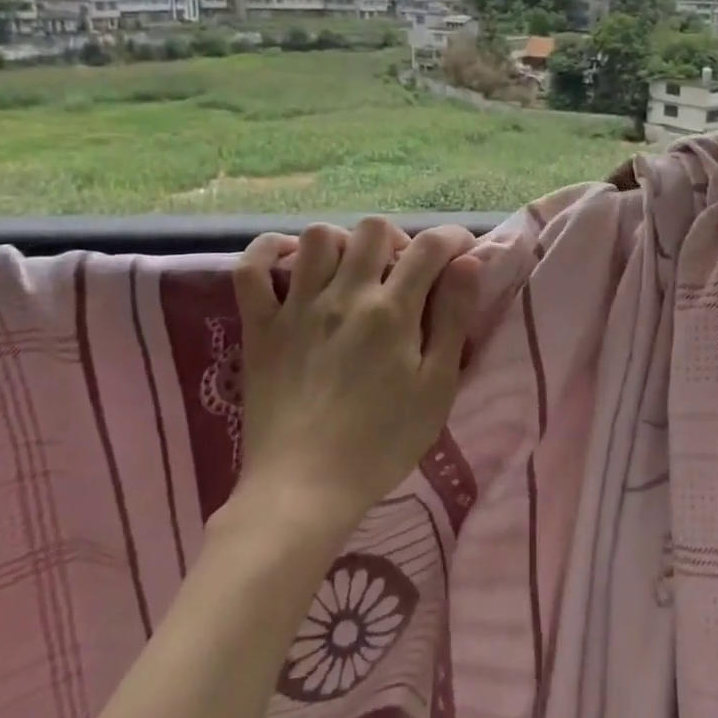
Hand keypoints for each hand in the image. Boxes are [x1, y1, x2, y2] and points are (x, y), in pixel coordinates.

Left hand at [226, 218, 480, 538]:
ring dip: (343, 243)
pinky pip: (250, 269)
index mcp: (392, 312)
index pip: (429, 247)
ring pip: (317, 236)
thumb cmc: (383, 443)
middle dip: (399, 238)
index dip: (452, 239)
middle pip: (373, 229)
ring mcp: (296, 308)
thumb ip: (453, 320)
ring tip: (353, 271)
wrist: (304, 489)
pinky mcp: (260, 327)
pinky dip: (267, 252)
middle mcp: (344, 296)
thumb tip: (467, 264)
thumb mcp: (437, 387)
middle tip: (405, 270)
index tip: (461, 253)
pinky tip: (289, 264)